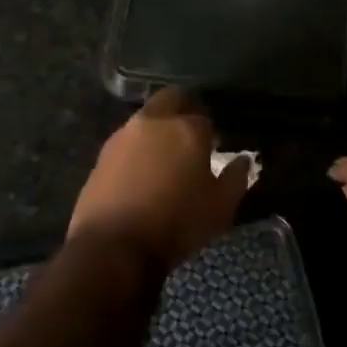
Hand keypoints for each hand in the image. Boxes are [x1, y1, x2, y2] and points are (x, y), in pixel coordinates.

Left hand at [69, 89, 250, 269]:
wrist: (113, 246)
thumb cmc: (176, 225)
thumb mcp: (220, 208)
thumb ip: (236, 178)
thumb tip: (243, 159)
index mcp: (186, 129)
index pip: (204, 118)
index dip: (211, 134)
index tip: (214, 150)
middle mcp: (153, 122)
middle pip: (171, 99)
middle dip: (183, 110)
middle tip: (191, 138)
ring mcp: (122, 135)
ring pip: (146, 118)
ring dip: (158, 130)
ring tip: (165, 160)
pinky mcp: (102, 154)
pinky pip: (127, 141)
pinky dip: (137, 149)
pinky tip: (141, 174)